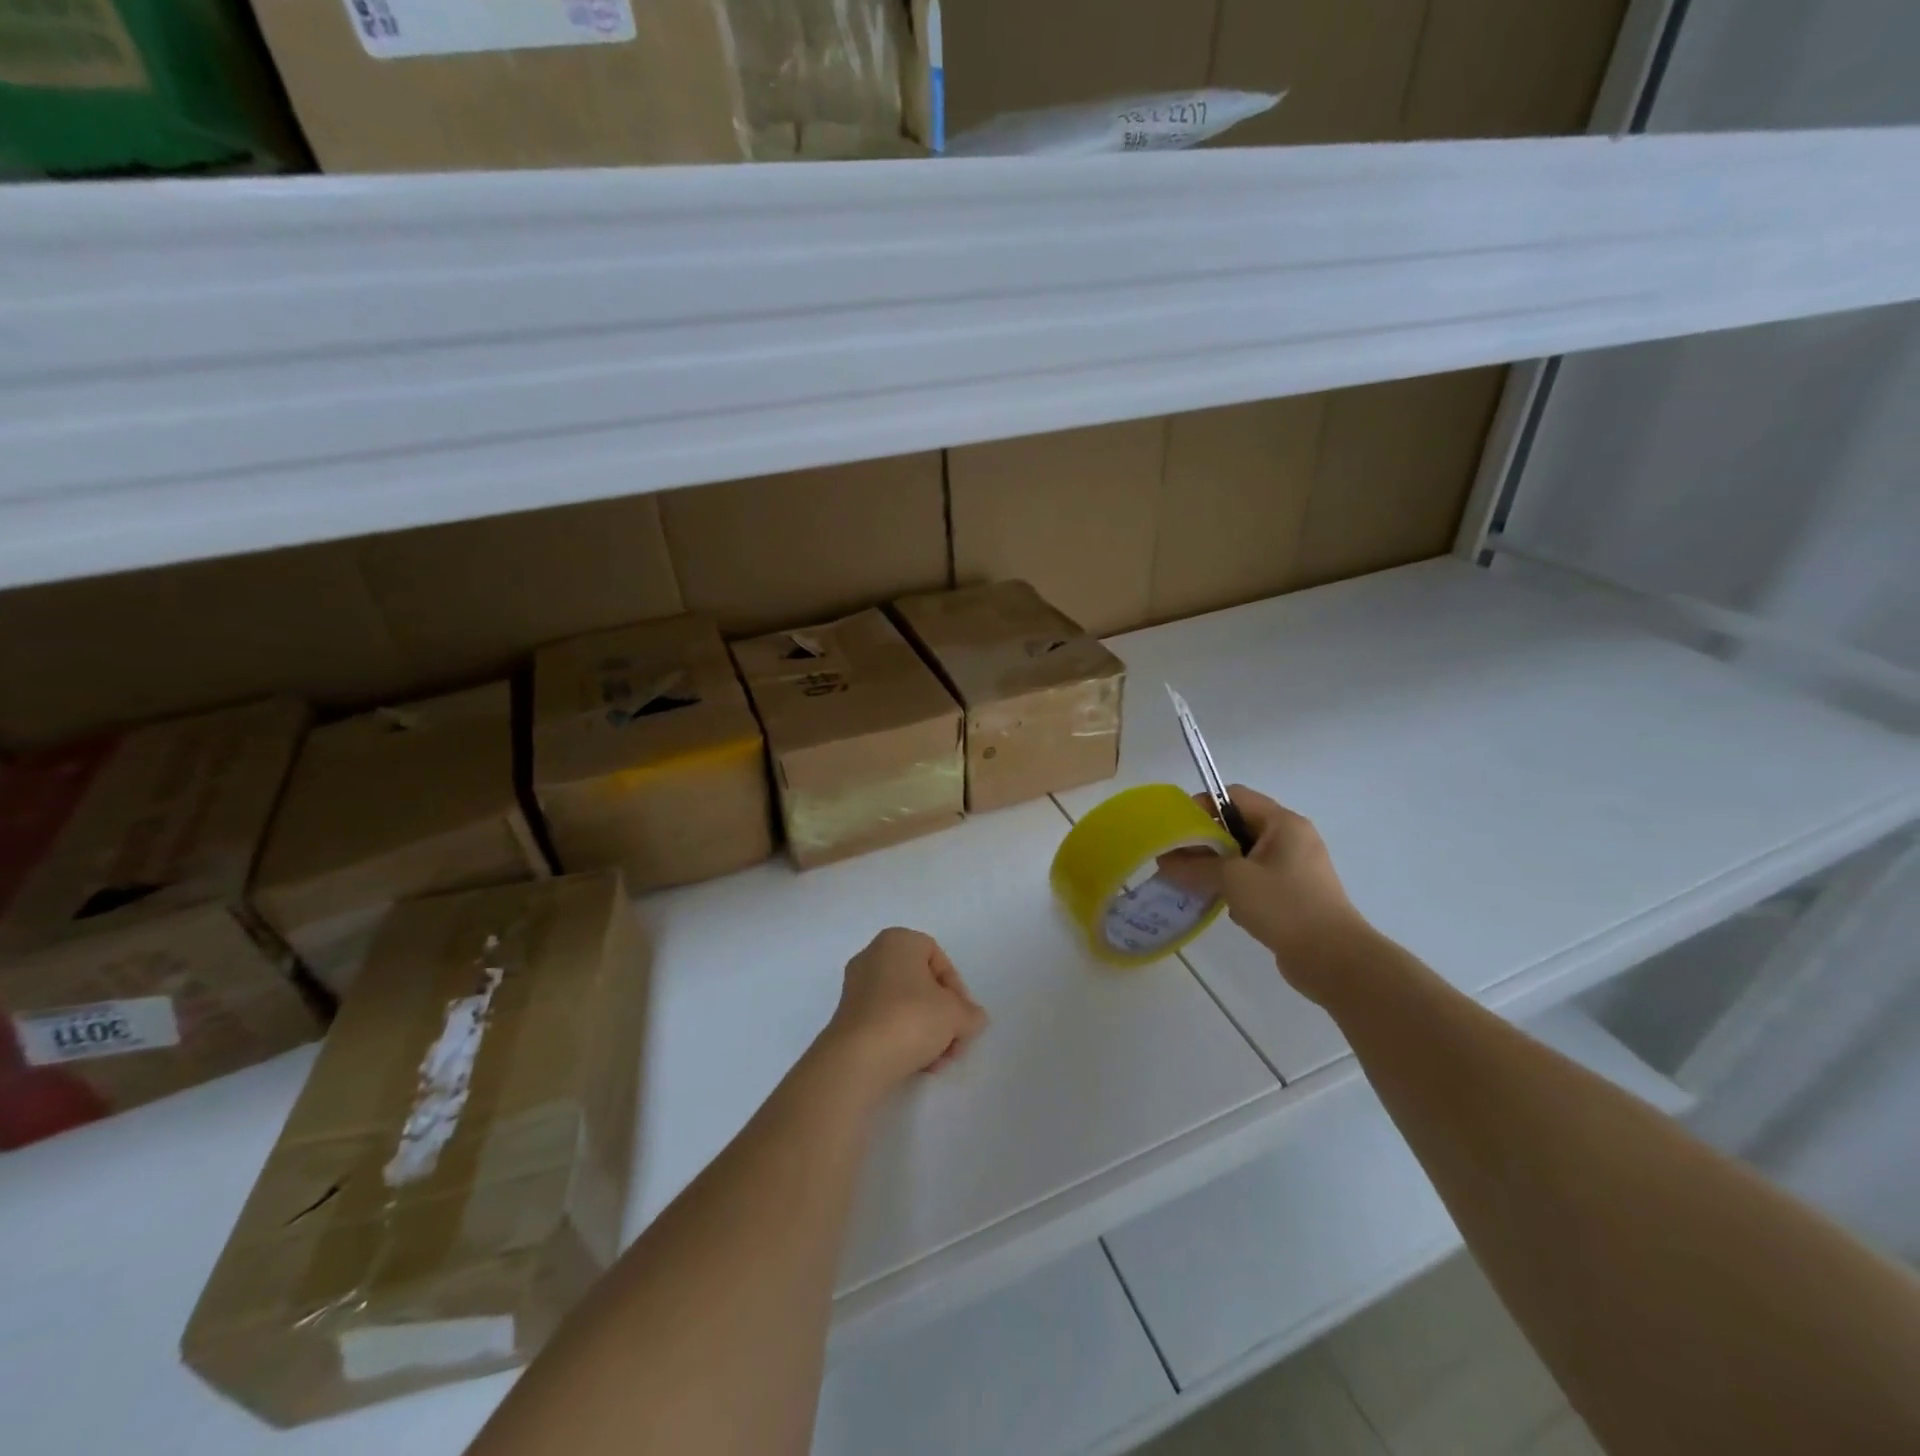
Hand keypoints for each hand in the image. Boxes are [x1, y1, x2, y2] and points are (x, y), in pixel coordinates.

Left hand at [821, 928, 987, 1095]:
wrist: (857, 1060)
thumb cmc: (910, 1019)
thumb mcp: (955, 1014)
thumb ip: (971, 1013)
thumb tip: (974, 1018)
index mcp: (897, 941)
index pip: (938, 958)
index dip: (957, 988)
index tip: (963, 1016)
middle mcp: (873, 956)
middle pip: (922, 985)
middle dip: (943, 1016)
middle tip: (955, 1043)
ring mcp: (857, 988)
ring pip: (905, 1006)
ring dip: (928, 1032)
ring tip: (938, 1061)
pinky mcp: (848, 1017)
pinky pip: (886, 1022)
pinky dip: (904, 1039)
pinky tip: (919, 1065)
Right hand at [1158, 786, 1366, 1002]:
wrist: (1334, 960)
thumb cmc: (1284, 906)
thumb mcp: (1232, 879)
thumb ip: (1194, 866)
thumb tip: (1164, 861)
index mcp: (1282, 823)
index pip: (1234, 796)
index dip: (1202, 806)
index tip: (1176, 829)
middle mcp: (1291, 839)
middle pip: (1237, 826)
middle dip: (1205, 841)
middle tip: (1177, 859)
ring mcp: (1294, 868)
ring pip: (1244, 856)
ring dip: (1217, 866)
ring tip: (1193, 883)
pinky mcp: (1293, 895)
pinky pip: (1255, 879)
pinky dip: (1235, 887)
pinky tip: (1221, 905)